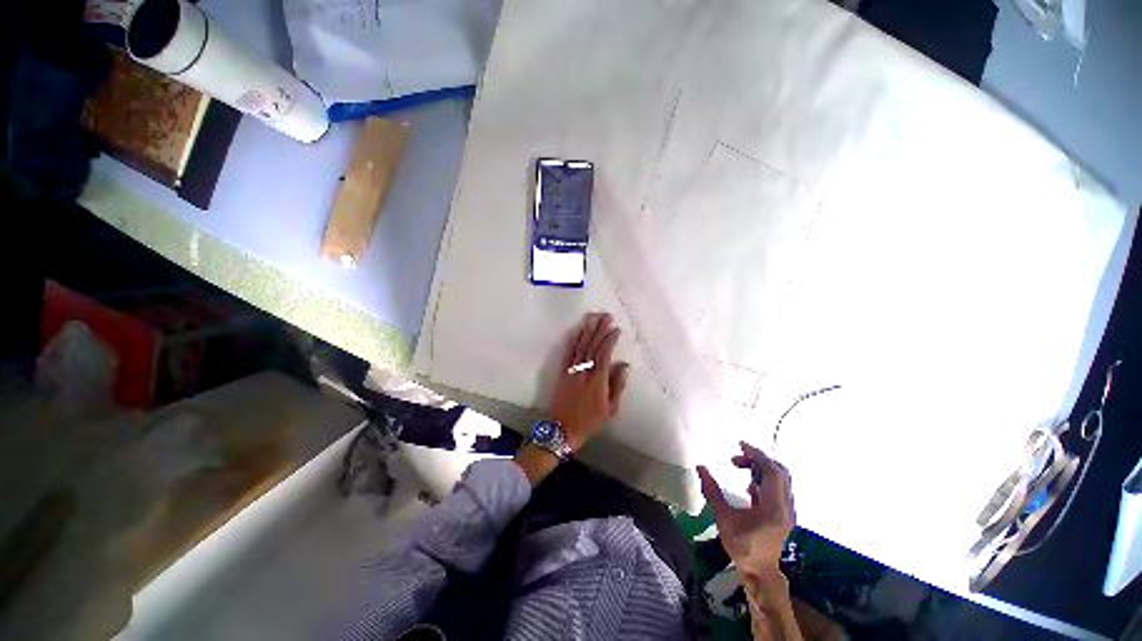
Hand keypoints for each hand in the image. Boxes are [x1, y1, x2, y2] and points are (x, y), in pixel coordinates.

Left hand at [549, 312, 630, 451]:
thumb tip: (624, 365)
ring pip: (580, 346)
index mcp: (598, 381)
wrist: (562, 429)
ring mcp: (571, 370)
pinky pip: (567, 353)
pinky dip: (573, 340)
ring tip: (592, 317)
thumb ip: (618, 385)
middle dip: (599, 329)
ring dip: (586, 330)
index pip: (604, 354)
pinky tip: (577, 331)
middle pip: (592, 346)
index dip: (610, 340)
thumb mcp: (610, 409)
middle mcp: (584, 372)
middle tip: (605, 315)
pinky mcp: (562, 372)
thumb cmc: (589, 421)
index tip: (616, 329)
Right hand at [697, 441, 794, 576]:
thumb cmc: (742, 546)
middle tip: (738, 456)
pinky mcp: (784, 515)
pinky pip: (779, 489)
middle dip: (758, 460)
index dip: (757, 455)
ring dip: (762, 469)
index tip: (740, 445)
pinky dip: (765, 480)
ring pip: (781, 480)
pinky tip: (749, 485)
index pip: (772, 472)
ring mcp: (787, 511)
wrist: (760, 572)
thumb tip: (700, 467)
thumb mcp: (724, 518)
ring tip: (740, 467)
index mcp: (773, 507)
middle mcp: (785, 507)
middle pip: (779, 473)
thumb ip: (712, 491)